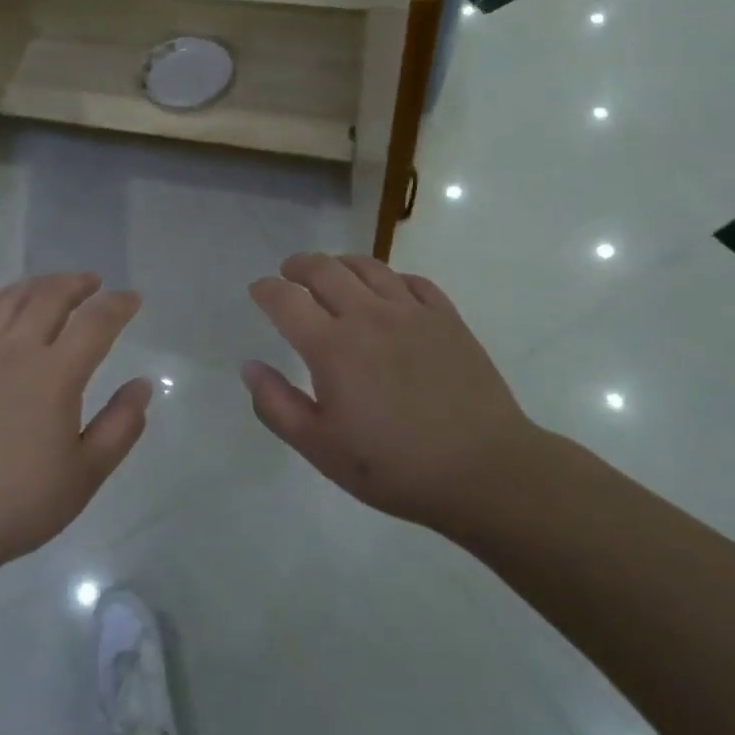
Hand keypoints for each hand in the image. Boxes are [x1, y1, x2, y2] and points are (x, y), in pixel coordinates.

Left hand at [0, 273, 150, 592]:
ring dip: (35, 286)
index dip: (118, 305)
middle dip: (77, 284)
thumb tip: (142, 385)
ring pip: (7, 301)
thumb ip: (121, 426)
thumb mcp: (86, 475)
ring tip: (50, 287)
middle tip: (93, 283)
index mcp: (55, 375)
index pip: (95, 322)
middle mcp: (14, 351)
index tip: (132, 299)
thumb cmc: (20, 504)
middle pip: (50, 297)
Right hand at [243, 254, 536, 532]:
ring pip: (368, 267)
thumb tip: (249, 366)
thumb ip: (276, 405)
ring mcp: (411, 312)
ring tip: (332, 272)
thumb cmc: (394, 466)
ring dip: (340, 263)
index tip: (258, 290)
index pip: (286, 300)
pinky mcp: (446, 318)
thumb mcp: (320, 448)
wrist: (484, 470)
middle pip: (324, 270)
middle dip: (299, 266)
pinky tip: (388, 290)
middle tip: (290, 273)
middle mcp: (368, 316)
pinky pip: (412, 281)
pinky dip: (390, 277)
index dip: (266, 290)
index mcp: (331, 346)